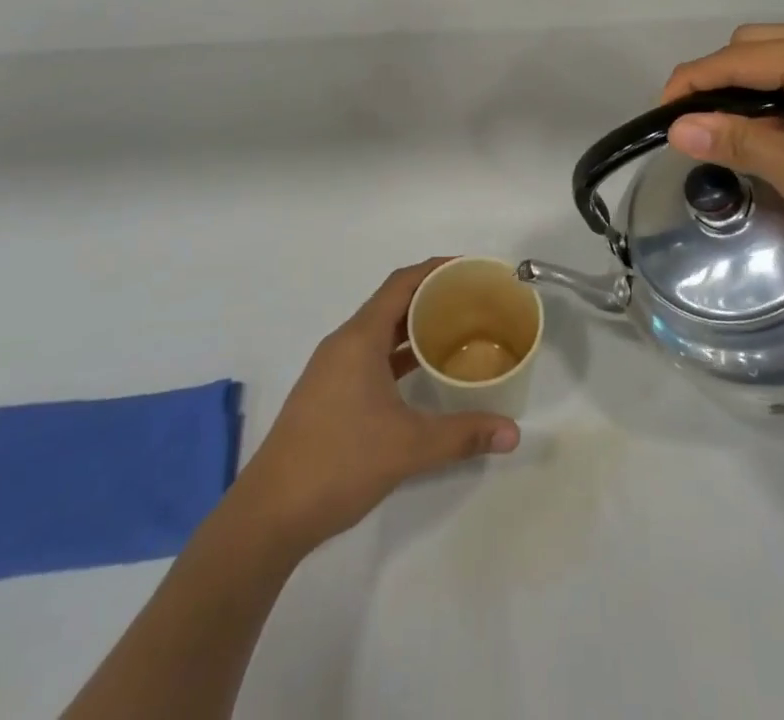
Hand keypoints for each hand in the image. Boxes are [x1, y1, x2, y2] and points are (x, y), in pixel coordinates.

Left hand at [236, 259, 519, 553]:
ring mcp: (332, 369)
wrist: (270, 514)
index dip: (435, 269)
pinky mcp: (328, 393)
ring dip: (414, 326)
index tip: (470, 269)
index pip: (401, 283)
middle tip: (473, 301)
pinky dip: (398, 353)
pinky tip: (422, 371)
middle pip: (392, 302)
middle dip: (431, 296)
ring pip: (380, 331)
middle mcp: (344, 343)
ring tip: (456, 330)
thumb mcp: (409, 447)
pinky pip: (370, 355)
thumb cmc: (339, 463)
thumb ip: (463, 435)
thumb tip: (513, 433)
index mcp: (359, 338)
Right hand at [662, 25, 783, 283]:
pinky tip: (779, 138)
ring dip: (751, 94)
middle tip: (698, 130)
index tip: (660, 118)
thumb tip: (678, 127)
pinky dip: (783, 103)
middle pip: (760, 48)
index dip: (691, 83)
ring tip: (733, 137)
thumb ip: (738, 141)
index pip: (739, 57)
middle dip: (719, 82)